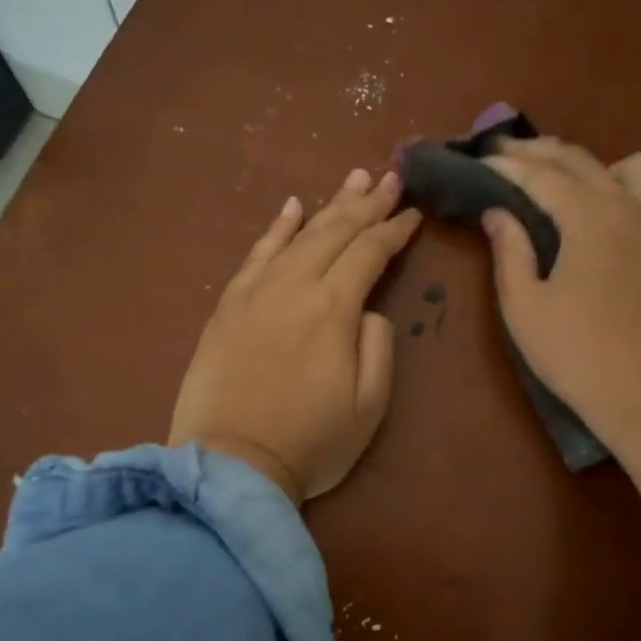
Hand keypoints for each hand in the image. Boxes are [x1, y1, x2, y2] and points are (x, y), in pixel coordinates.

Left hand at [169, 168, 420, 503]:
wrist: (230, 464)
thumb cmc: (310, 442)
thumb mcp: (370, 405)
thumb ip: (378, 346)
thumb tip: (369, 310)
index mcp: (334, 308)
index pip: (370, 253)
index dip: (394, 230)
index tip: (412, 212)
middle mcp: (295, 286)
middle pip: (336, 232)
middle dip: (367, 203)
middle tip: (389, 176)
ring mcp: (256, 291)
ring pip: (298, 234)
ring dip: (329, 205)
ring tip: (352, 179)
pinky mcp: (228, 305)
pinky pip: (256, 254)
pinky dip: (276, 228)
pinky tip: (291, 207)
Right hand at [483, 140, 640, 442]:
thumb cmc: (575, 354)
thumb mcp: (524, 306)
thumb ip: (509, 252)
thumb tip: (497, 213)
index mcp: (588, 218)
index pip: (541, 176)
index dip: (508, 166)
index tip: (483, 160)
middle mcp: (630, 208)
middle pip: (583, 161)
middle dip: (542, 153)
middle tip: (510, 156)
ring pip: (638, 169)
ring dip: (602, 168)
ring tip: (577, 188)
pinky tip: (628, 225)